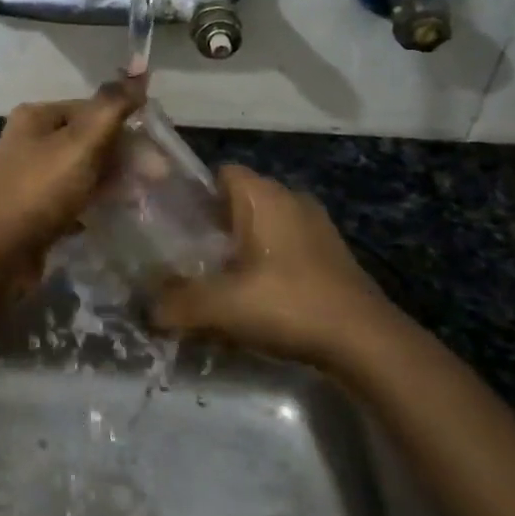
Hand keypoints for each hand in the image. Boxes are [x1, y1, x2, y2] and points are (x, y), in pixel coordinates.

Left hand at [0, 81, 142, 265]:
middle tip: (157, 177)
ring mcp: (32, 176)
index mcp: (37, 116)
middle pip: (89, 139)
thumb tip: (139, 70)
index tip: (157, 150)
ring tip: (143, 197)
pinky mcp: (36, 208)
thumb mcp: (82, 142)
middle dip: (124, 156)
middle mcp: (31, 140)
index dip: (126, 125)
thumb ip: (112, 107)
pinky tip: (117, 212)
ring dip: (114, 179)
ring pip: (84, 169)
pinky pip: (74, 196)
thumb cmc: (41, 189)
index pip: (92, 109)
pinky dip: (96, 201)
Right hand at [151, 165, 405, 369]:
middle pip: (240, 201)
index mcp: (264, 195)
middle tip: (190, 258)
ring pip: (265, 225)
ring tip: (221, 281)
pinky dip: (269, 264)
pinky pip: (286, 247)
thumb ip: (178, 303)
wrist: (366, 342)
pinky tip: (259, 298)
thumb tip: (147, 309)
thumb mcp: (222, 306)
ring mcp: (317, 226)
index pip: (220, 173)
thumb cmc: (289, 304)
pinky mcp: (331, 254)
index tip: (175, 227)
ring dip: (243, 248)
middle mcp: (291, 198)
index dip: (193, 195)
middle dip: (215, 227)